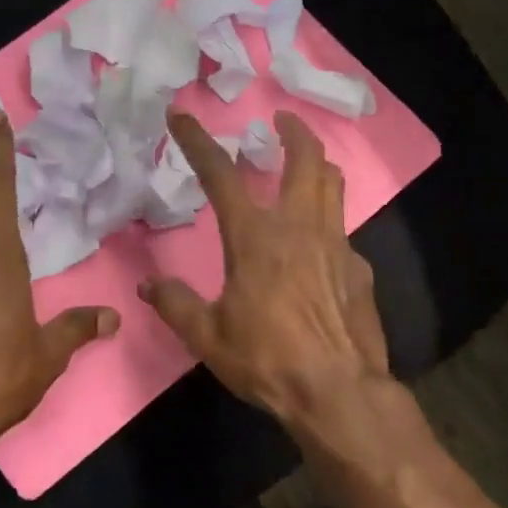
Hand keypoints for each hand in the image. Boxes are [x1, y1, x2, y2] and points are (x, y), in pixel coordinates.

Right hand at [140, 111, 395, 435]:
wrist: (337, 391)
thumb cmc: (267, 360)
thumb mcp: (208, 336)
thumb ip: (176, 304)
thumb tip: (149, 286)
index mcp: (255, 237)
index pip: (221, 175)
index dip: (198, 141)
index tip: (182, 115)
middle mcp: (299, 227)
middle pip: (305, 159)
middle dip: (292, 131)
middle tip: (281, 120)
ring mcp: (336, 244)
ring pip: (333, 184)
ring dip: (317, 163)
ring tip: (305, 162)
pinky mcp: (359, 268)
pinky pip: (343, 231)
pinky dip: (327, 224)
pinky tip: (319, 249)